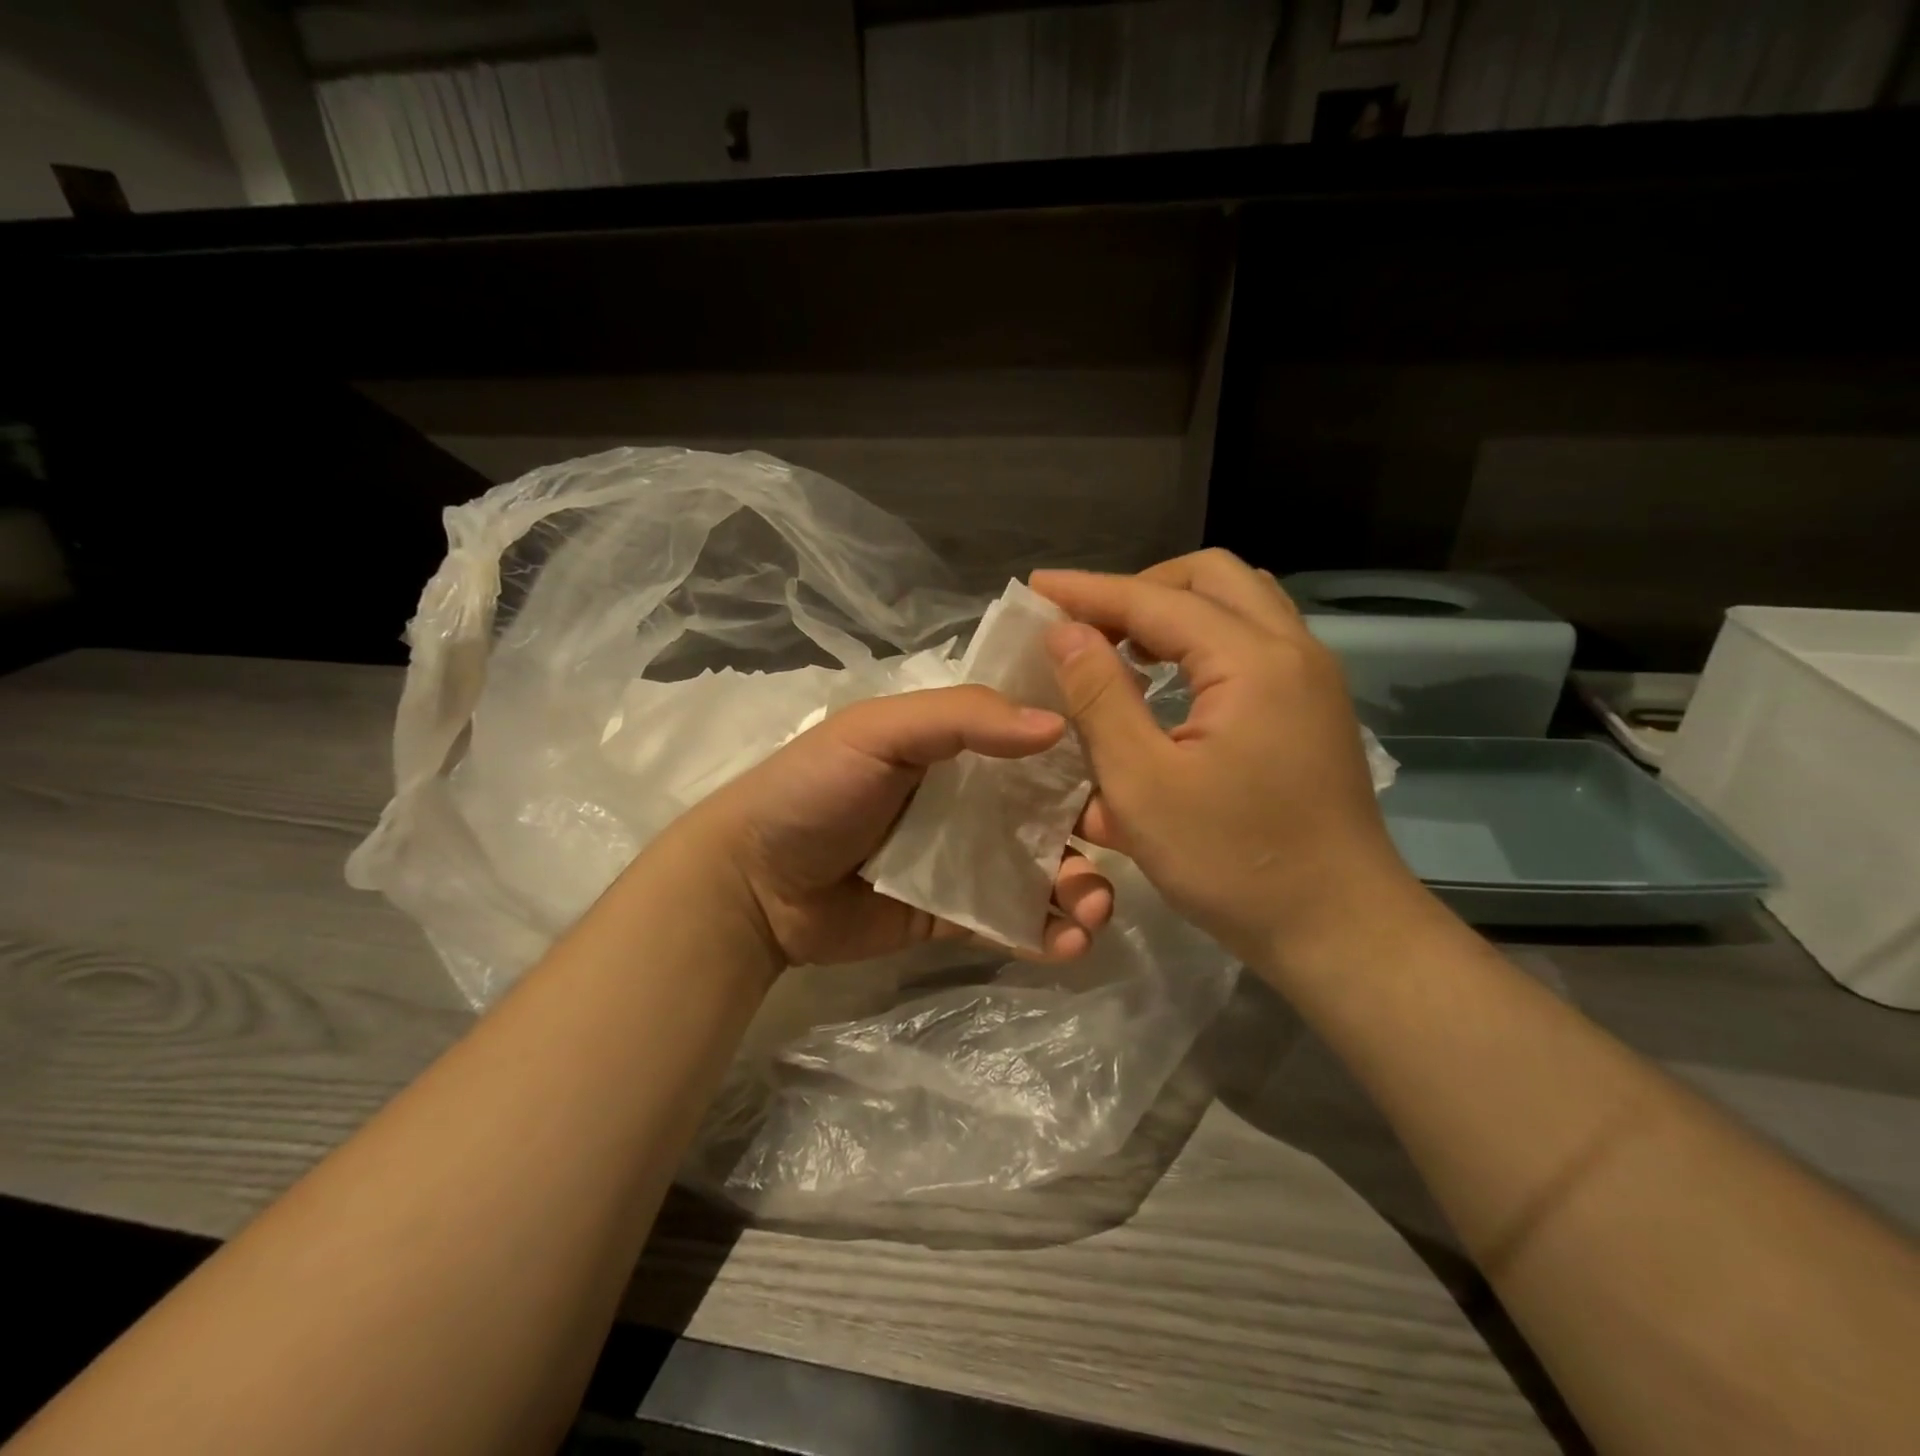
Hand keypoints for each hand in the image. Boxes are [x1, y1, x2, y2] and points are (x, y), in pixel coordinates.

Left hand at [673, 685, 1114, 968]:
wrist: (754, 884)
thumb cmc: (815, 790)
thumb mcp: (880, 731)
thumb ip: (963, 718)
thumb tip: (1056, 726)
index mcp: (957, 747)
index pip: (1034, 742)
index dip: (1082, 755)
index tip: (1126, 772)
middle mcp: (971, 801)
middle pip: (1049, 813)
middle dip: (1092, 834)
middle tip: (1114, 853)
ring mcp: (965, 862)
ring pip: (1040, 872)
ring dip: (1079, 890)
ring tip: (1091, 913)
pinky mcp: (953, 916)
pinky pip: (1010, 922)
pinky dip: (1044, 934)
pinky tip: (1068, 946)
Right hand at [1032, 551, 1424, 980]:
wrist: (1338, 928)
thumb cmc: (1232, 862)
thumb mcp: (1143, 784)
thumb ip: (1100, 698)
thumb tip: (1065, 632)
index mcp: (1252, 661)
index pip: (1157, 599)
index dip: (1090, 591)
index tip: (1036, 588)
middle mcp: (1292, 650)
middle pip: (1212, 577)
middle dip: (1140, 589)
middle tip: (1088, 625)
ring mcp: (1311, 679)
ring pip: (1240, 604)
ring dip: (1175, 610)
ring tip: (1125, 646)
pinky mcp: (1313, 708)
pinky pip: (1254, 641)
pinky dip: (1203, 641)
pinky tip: (1169, 682)